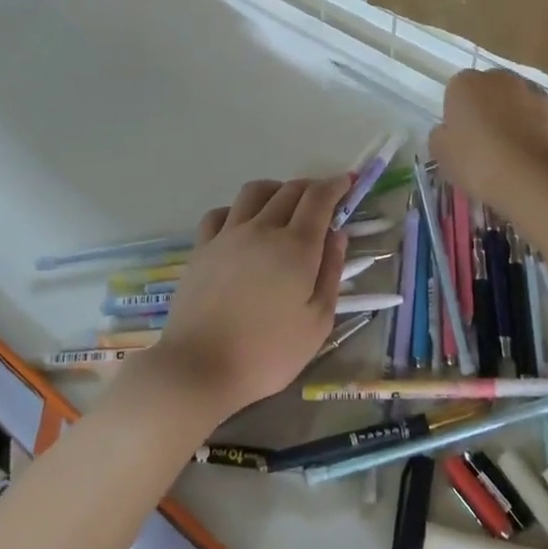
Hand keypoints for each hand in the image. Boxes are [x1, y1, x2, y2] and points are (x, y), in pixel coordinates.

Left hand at [133, 176, 351, 422]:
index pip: (318, 198)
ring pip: (254, 192)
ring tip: (284, 206)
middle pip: (289, 190)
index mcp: (296, 247)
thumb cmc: (268, 353)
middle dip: (311, 188)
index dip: (336, 185)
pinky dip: (238, 210)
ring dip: (276, 190)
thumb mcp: (317, 322)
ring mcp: (228, 235)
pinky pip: (221, 212)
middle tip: (323, 200)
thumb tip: (337, 235)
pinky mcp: (202, 247)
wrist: (199, 366)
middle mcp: (262, 229)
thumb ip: (331, 273)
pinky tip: (243, 225)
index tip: (348, 182)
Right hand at [429, 69, 547, 207]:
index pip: (456, 92)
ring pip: (520, 104)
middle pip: (490, 92)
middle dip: (488, 110)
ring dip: (516, 119)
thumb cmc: (476, 161)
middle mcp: (502, 78)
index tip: (460, 138)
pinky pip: (544, 121)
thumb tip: (448, 132)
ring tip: (512, 153)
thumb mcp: (441, 153)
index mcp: (467, 82)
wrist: (530, 179)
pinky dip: (540, 133)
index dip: (457, 115)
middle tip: (485, 143)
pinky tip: (533, 158)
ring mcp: (536, 93)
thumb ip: (441, 135)